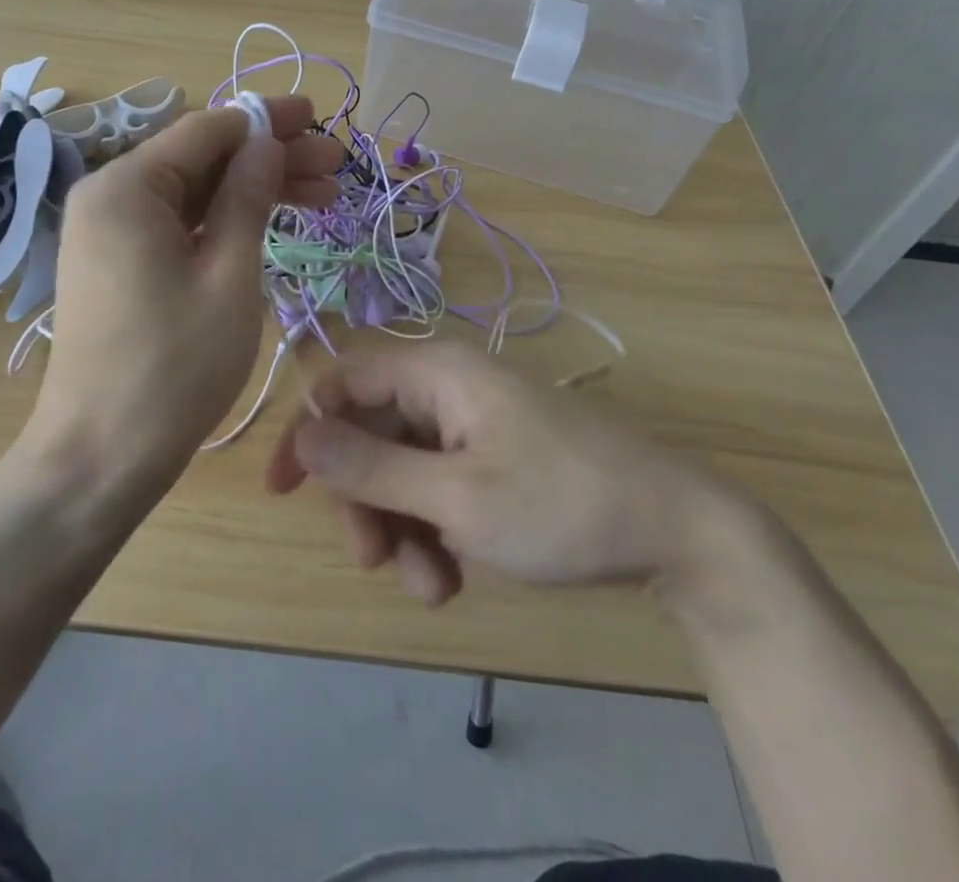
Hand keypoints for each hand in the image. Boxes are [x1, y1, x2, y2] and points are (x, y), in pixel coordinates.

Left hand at [23, 96, 341, 495]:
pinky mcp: (118, 262)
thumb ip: (248, 199)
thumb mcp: (228, 276)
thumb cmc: (173, 367)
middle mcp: (109, 196)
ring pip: (193, 192)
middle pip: (201, 159)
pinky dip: (223, 221)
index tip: (318, 119)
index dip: (266, 122)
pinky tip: (271, 224)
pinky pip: (177, 223)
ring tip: (321, 197)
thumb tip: (267, 143)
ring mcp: (110, 231)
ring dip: (253, 190)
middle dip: (269, 159)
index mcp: (127, 187)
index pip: (206, 130)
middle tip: (333, 167)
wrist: (100, 457)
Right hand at [265, 343, 753, 606]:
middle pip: (372, 434)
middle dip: (366, 502)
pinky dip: (434, 529)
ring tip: (433, 586)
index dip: (308, 430)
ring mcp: (473, 424)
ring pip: (403, 469)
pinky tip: (454, 576)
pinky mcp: (494, 456)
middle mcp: (449, 387)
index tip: (282, 491)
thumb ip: (370, 467)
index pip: (344, 381)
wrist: (676, 531)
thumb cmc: (560, 503)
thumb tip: (302, 437)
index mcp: (437, 372)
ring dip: (403, 528)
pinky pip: (438, 484)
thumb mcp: (455, 496)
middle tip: (377, 562)